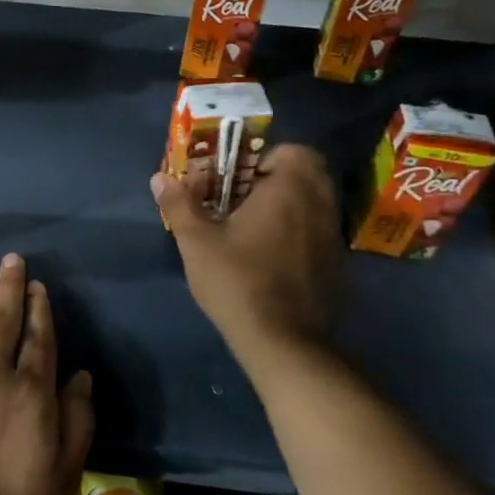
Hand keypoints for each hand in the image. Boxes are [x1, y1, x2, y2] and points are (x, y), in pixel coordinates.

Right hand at [152, 143, 340, 349]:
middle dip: (278, 179)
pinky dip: (300, 232)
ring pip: (315, 204)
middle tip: (243, 197)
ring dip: (289, 205)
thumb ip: (179, 204)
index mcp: (290, 190)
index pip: (295, 151)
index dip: (267, 157)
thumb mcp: (196, 242)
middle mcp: (319, 206)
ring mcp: (332, 238)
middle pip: (309, 174)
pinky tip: (271, 256)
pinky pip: (318, 232)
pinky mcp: (335, 266)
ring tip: (253, 226)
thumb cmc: (237, 280)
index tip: (240, 177)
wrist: (283, 342)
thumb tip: (159, 178)